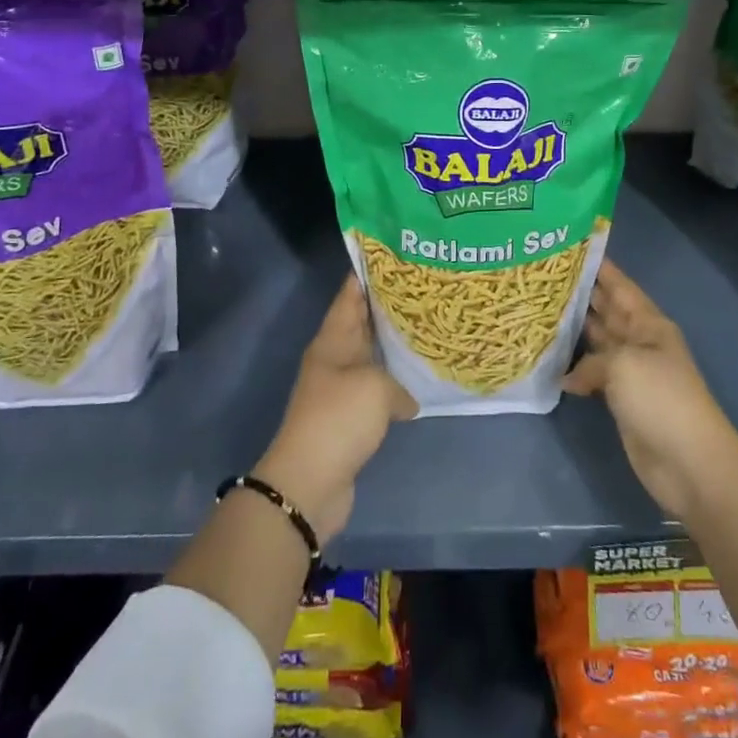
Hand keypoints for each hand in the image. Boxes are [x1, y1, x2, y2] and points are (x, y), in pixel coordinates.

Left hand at [255, 274, 417, 544]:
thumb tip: (405, 399)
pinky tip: (419, 381)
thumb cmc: (339, 419)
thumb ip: (398, 384)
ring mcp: (341, 388)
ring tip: (428, 329)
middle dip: (388, 306)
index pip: (350, 294)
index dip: (369, 273)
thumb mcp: (375, 388)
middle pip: (362, 322)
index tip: (395, 255)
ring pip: (371, 356)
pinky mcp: (350, 418)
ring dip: (393, 347)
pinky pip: (376, 389)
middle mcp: (335, 358)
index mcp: (333, 339)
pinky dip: (395, 384)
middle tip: (424, 289)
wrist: (309, 482)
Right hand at [563, 259, 737, 523]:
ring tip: (538, 312)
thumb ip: (591, 360)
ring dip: (573, 330)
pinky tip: (549, 364)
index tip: (570, 247)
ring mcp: (631, 372)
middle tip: (542, 278)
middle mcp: (639, 341)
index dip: (599, 266)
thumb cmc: (661, 398)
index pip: (619, 285)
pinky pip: (593, 374)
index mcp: (648, 323)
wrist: (689, 462)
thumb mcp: (623, 364)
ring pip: (597, 342)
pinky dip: (574, 369)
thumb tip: (570, 376)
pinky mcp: (622, 400)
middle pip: (606, 310)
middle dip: (580, 294)